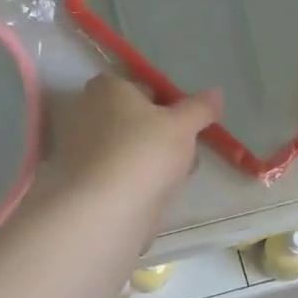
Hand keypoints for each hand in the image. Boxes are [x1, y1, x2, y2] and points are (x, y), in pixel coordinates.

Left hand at [46, 75, 219, 222]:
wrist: (106, 210)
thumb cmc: (144, 152)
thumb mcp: (183, 126)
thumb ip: (200, 108)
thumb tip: (216, 93)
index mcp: (107, 88)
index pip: (143, 87)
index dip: (169, 104)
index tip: (187, 124)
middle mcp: (87, 112)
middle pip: (135, 119)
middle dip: (161, 134)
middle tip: (186, 150)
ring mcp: (81, 149)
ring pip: (128, 148)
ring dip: (152, 158)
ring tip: (177, 175)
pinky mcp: (84, 181)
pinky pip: (119, 173)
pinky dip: (136, 179)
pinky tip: (156, 193)